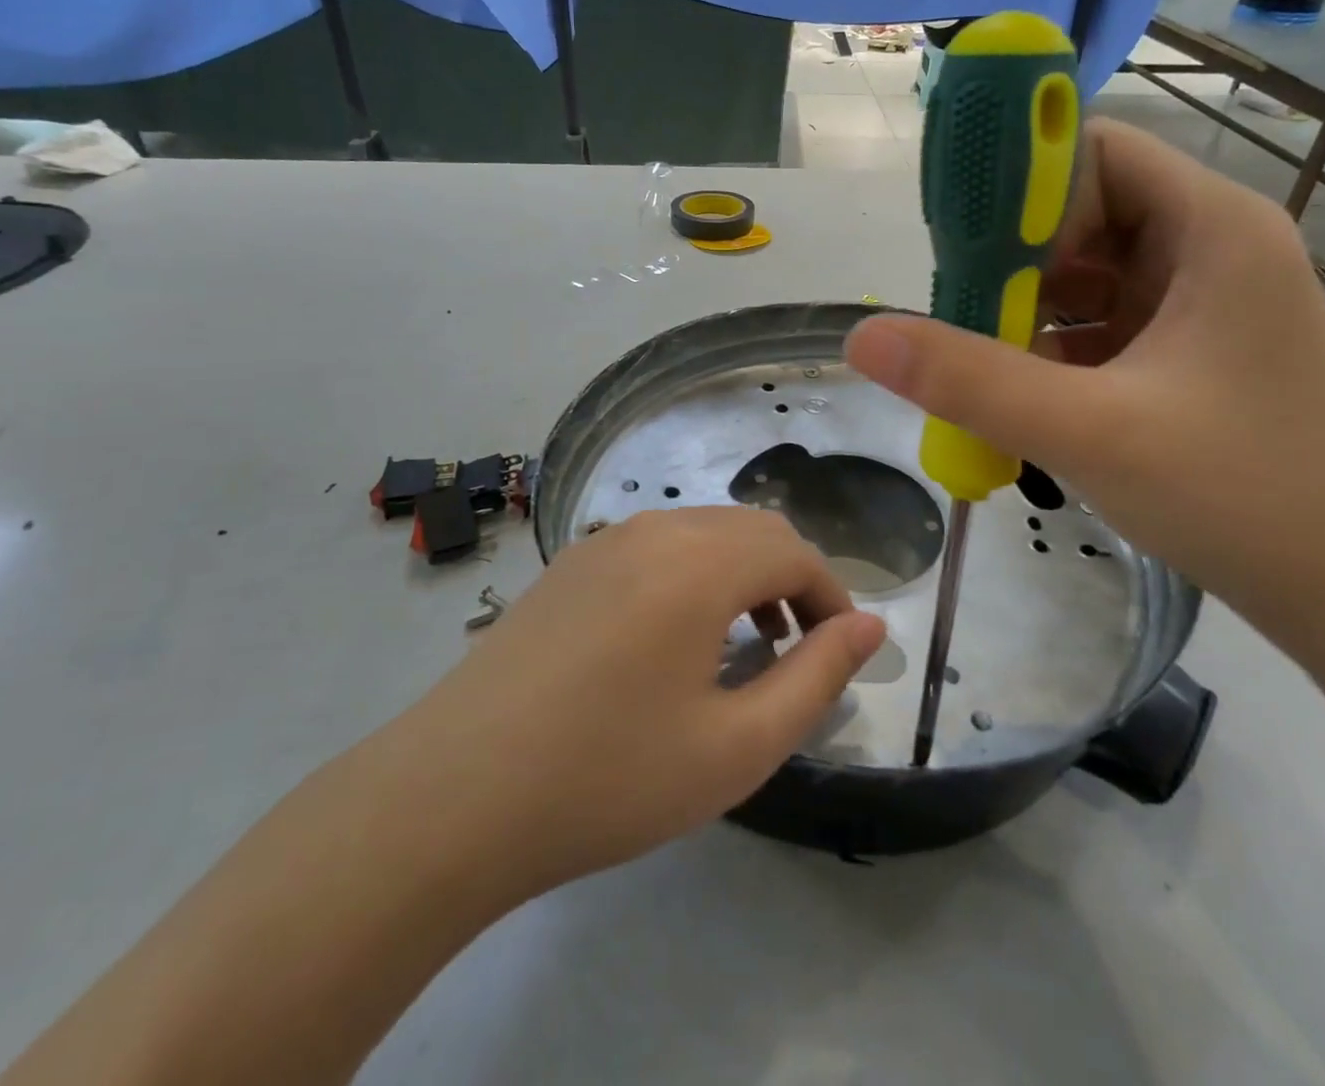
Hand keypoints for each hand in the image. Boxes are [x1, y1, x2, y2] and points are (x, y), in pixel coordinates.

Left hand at [397, 507, 884, 901]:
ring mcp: (603, 540)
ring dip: (742, 575)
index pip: (794, 553)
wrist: (454, 795)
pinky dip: (693, 574)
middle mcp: (653, 529)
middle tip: (800, 653)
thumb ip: (817, 678)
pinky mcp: (570, 564)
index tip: (842, 653)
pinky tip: (675, 639)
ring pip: (702, 532)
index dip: (832, 597)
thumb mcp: (736, 747)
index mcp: (698, 562)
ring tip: (746, 648)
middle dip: (792, 582)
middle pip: (751, 531)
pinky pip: (656, 547)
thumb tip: (870, 628)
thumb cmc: (609, 778)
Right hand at [845, 119, 1324, 657]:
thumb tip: (862, 337)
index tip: (959, 244)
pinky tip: (1020, 387)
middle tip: (955, 312)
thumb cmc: (1241, 495)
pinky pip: (1101, 319)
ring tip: (976, 355)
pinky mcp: (1189, 349)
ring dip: (1025, 306)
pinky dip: (1052, 343)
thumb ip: (969, 380)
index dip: (1019, 184)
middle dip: (1013, 258)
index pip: (1093, 152)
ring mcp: (1201, 301)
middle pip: (1082, 211)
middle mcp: (1210, 247)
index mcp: (1210, 228)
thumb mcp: (1088, 431)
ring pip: (1086, 270)